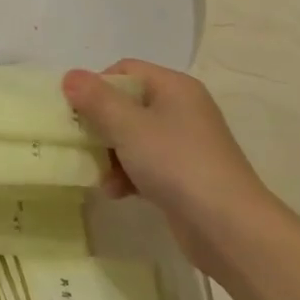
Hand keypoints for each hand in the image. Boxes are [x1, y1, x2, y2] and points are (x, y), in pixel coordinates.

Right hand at [63, 60, 276, 271]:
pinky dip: (128, 175)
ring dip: (110, 155)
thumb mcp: (128, 126)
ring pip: (133, 137)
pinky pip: (146, 165)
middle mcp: (181, 109)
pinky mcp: (184, 176)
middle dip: (100, 125)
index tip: (77, 111)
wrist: (230, 228)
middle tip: (80, 143)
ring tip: (99, 175)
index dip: (97, 86)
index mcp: (174, 87)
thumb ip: (95, 99)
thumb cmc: (176, 163)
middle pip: (127, 105)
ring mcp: (185, 144)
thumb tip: (70, 75)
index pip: (125, 70)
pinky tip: (115, 193)